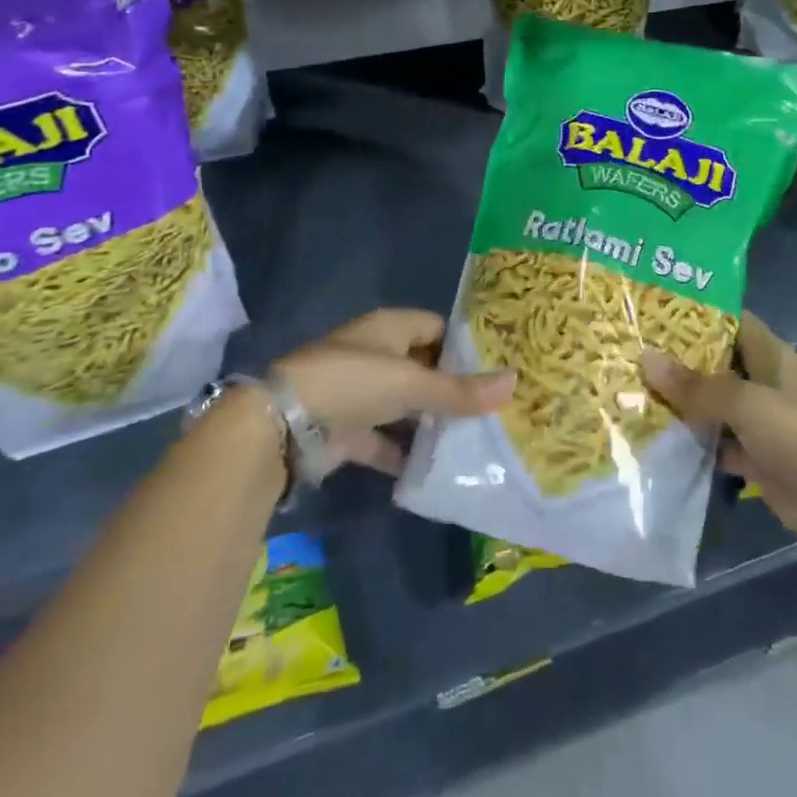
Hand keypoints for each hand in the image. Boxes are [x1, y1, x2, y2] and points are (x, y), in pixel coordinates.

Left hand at [270, 308, 513, 475]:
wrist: (281, 426)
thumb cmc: (353, 383)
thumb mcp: (412, 383)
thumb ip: (460, 390)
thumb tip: (515, 382)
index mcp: (390, 328)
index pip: (437, 328)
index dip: (465, 345)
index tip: (497, 366)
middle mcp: (376, 355)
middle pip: (424, 368)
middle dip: (453, 388)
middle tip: (493, 407)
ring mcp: (360, 394)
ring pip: (406, 406)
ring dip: (430, 423)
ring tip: (474, 439)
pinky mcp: (347, 431)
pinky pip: (385, 441)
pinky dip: (404, 454)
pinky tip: (433, 468)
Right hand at [642, 312, 796, 565]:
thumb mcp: (747, 404)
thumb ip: (697, 386)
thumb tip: (645, 358)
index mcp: (769, 355)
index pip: (730, 320)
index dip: (696, 312)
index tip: (652, 308)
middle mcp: (760, 381)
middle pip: (715, 360)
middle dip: (677, 356)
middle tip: (628, 347)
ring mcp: (755, 419)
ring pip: (710, 401)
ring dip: (679, 398)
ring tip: (628, 385)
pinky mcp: (751, 454)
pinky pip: (712, 438)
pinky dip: (689, 438)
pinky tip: (651, 432)